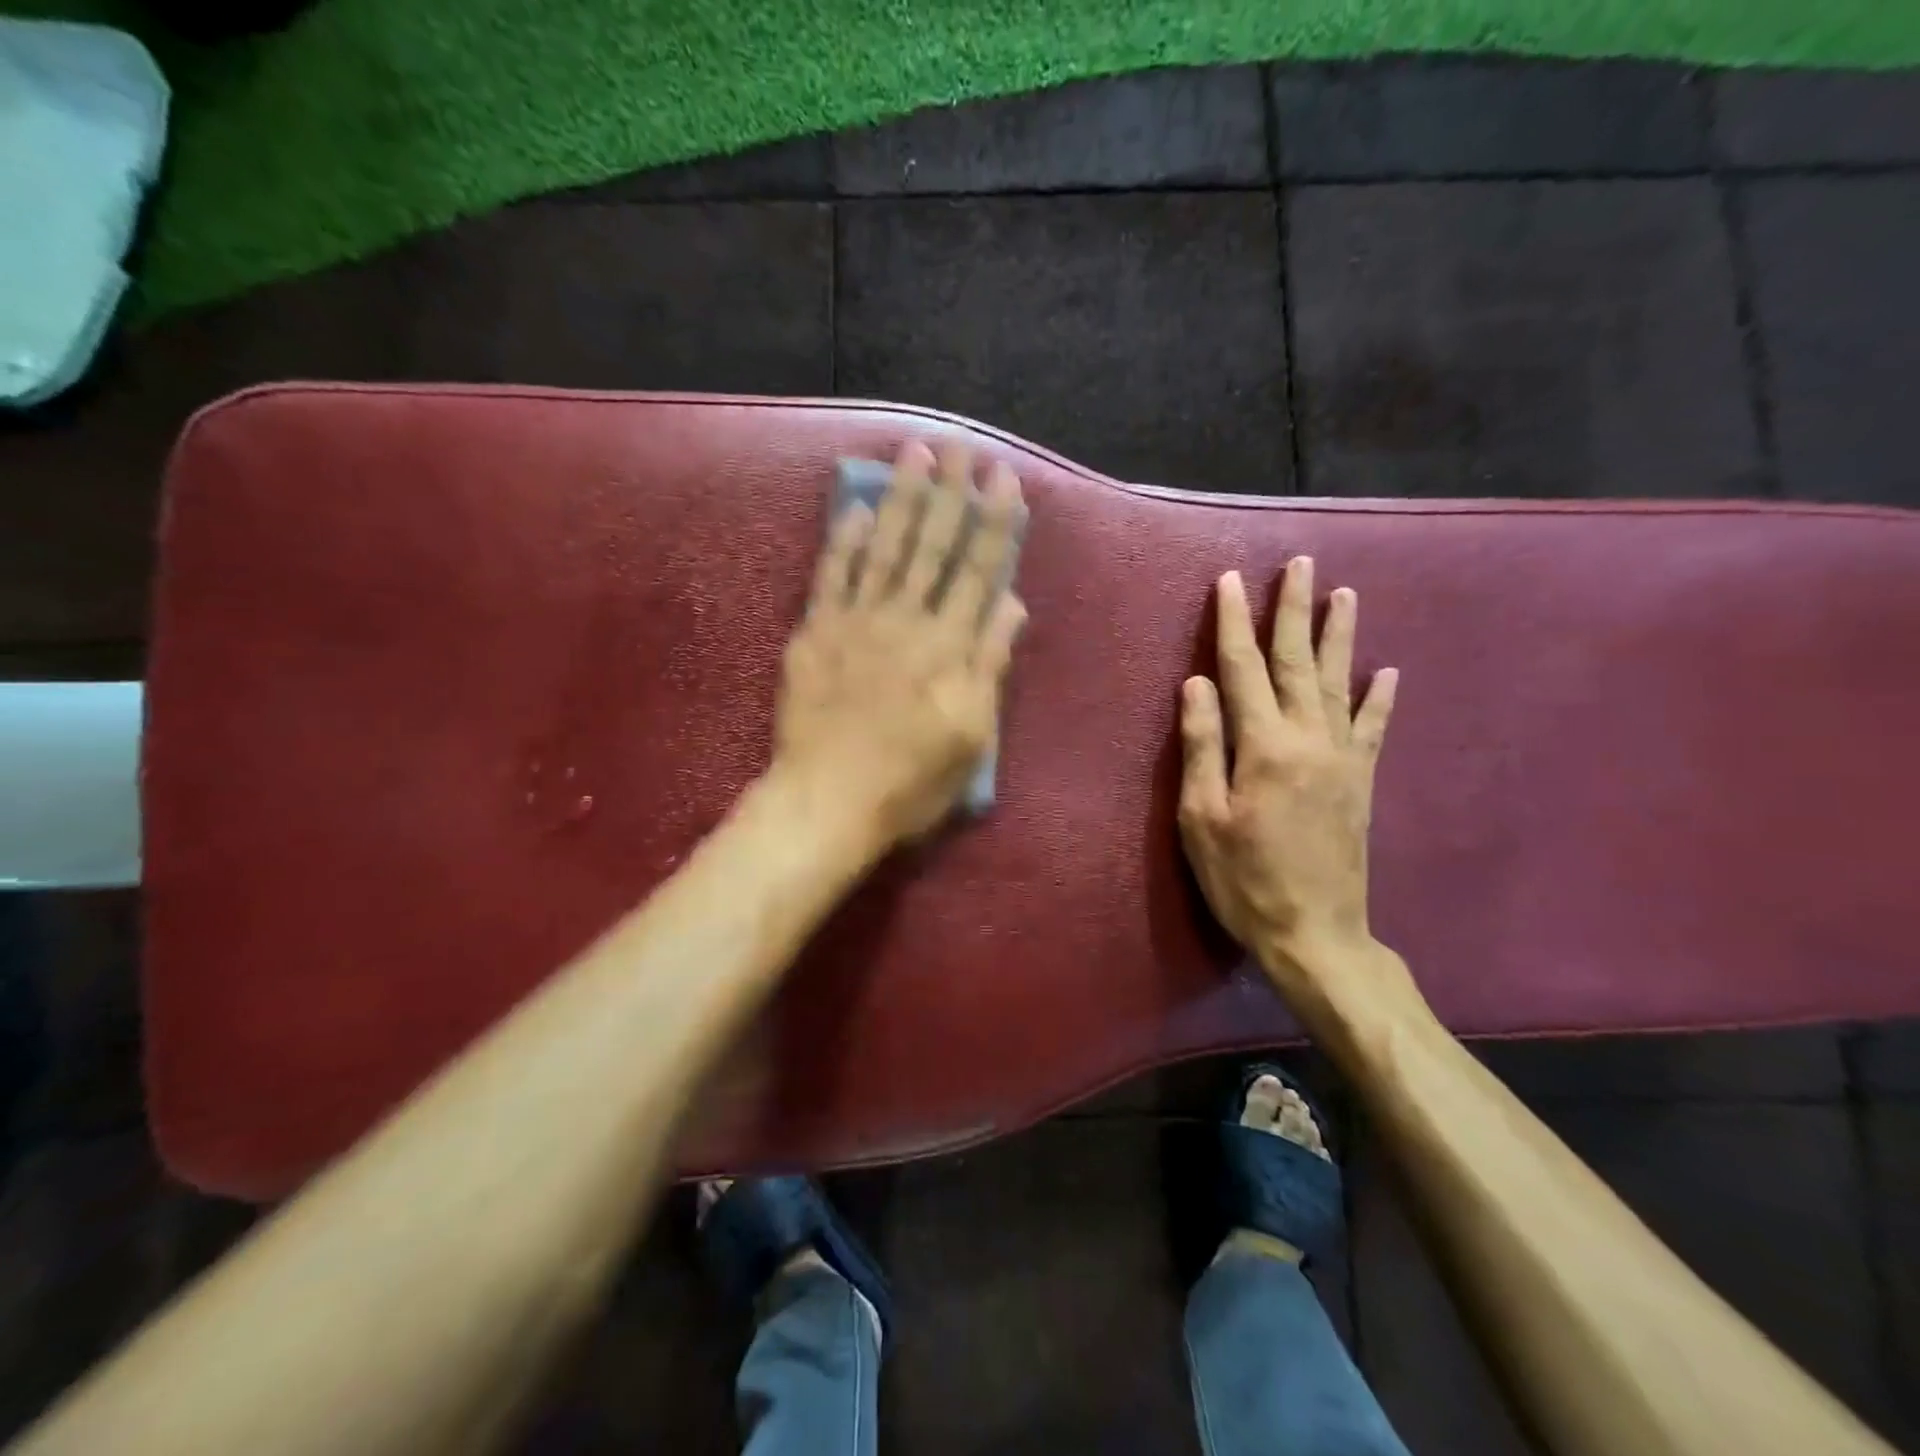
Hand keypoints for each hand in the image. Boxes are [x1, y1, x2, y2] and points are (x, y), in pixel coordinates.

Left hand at [773, 439, 1026, 850]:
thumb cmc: (911, 780)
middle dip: (949, 494)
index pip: (978, 571)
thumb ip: (990, 664)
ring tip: (915, 454)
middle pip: (933, 547)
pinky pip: (831, 577)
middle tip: (959, 446)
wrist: (829, 800)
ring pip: (885, 549)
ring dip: (902, 499)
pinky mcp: (816, 633)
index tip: (1001, 478)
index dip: (993, 523)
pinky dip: (845, 542)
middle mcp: (907, 621)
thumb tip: (1011, 604)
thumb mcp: (972, 735)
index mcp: (950, 647)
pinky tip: (857, 509)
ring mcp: (857, 622)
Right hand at [1178, 559, 1415, 1018]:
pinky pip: (1373, 727)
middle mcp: (1309, 738)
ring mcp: (1342, 757)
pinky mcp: (1361, 780)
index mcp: (1263, 746)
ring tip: (1343, 594)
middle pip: (1297, 661)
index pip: (1242, 669)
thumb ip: (1202, 746)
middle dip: (1293, 610)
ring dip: (1339, 635)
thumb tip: (1197, 684)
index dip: (1233, 623)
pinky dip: (1380, 696)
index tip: (1230, 581)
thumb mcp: (1202, 818)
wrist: (1315, 932)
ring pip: (1339, 681)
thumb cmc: (1243, 878)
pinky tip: (1388, 670)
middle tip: (1300, 563)